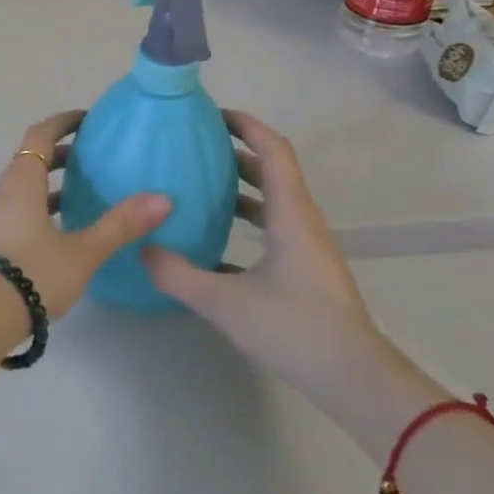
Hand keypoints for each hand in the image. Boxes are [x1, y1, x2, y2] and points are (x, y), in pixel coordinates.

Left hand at [0, 110, 170, 319]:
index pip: (40, 135)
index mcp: (21, 181)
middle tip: (91, 158)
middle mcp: (3, 192)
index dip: (62, 123)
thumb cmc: (33, 272)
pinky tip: (61, 232)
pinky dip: (40, 209)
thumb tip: (163, 199)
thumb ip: (120, 225)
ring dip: (49, 186)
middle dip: (59, 155)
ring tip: (81, 195)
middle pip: (30, 161)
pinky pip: (18, 212)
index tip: (86, 120)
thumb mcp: (83, 251)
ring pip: (23, 189)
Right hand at [143, 111, 386, 398]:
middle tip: (194, 145)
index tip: (211, 114)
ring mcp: (306, 247)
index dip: (246, 125)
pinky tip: (212, 242)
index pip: (272, 151)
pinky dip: (245, 220)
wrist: (353, 379)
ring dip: (239, 186)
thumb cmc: (294, 328)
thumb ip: (177, 274)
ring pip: (272, 200)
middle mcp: (301, 222)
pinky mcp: (304, 270)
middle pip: (271, 170)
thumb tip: (140, 249)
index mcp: (290, 215)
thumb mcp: (224, 302)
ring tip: (198, 185)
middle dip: (235, 151)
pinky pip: (272, 228)